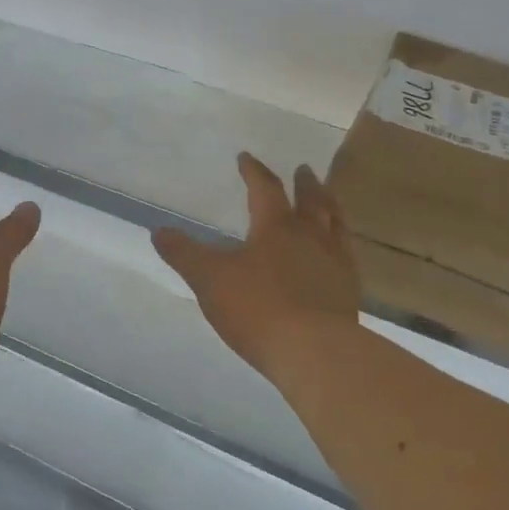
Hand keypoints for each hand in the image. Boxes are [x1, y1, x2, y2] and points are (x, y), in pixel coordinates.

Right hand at [153, 153, 359, 379]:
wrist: (314, 351)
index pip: (265, 188)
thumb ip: (184, 254)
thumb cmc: (258, 308)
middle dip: (304, 183)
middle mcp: (311, 236)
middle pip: (311, 200)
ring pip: (335, 224)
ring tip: (328, 200)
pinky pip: (347, 255)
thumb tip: (159, 231)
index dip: (254, 171)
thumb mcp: (209, 280)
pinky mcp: (349, 290)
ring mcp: (335, 262)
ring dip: (329, 206)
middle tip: (303, 169)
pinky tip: (339, 253)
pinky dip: (341, 243)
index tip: (246, 157)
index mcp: (276, 227)